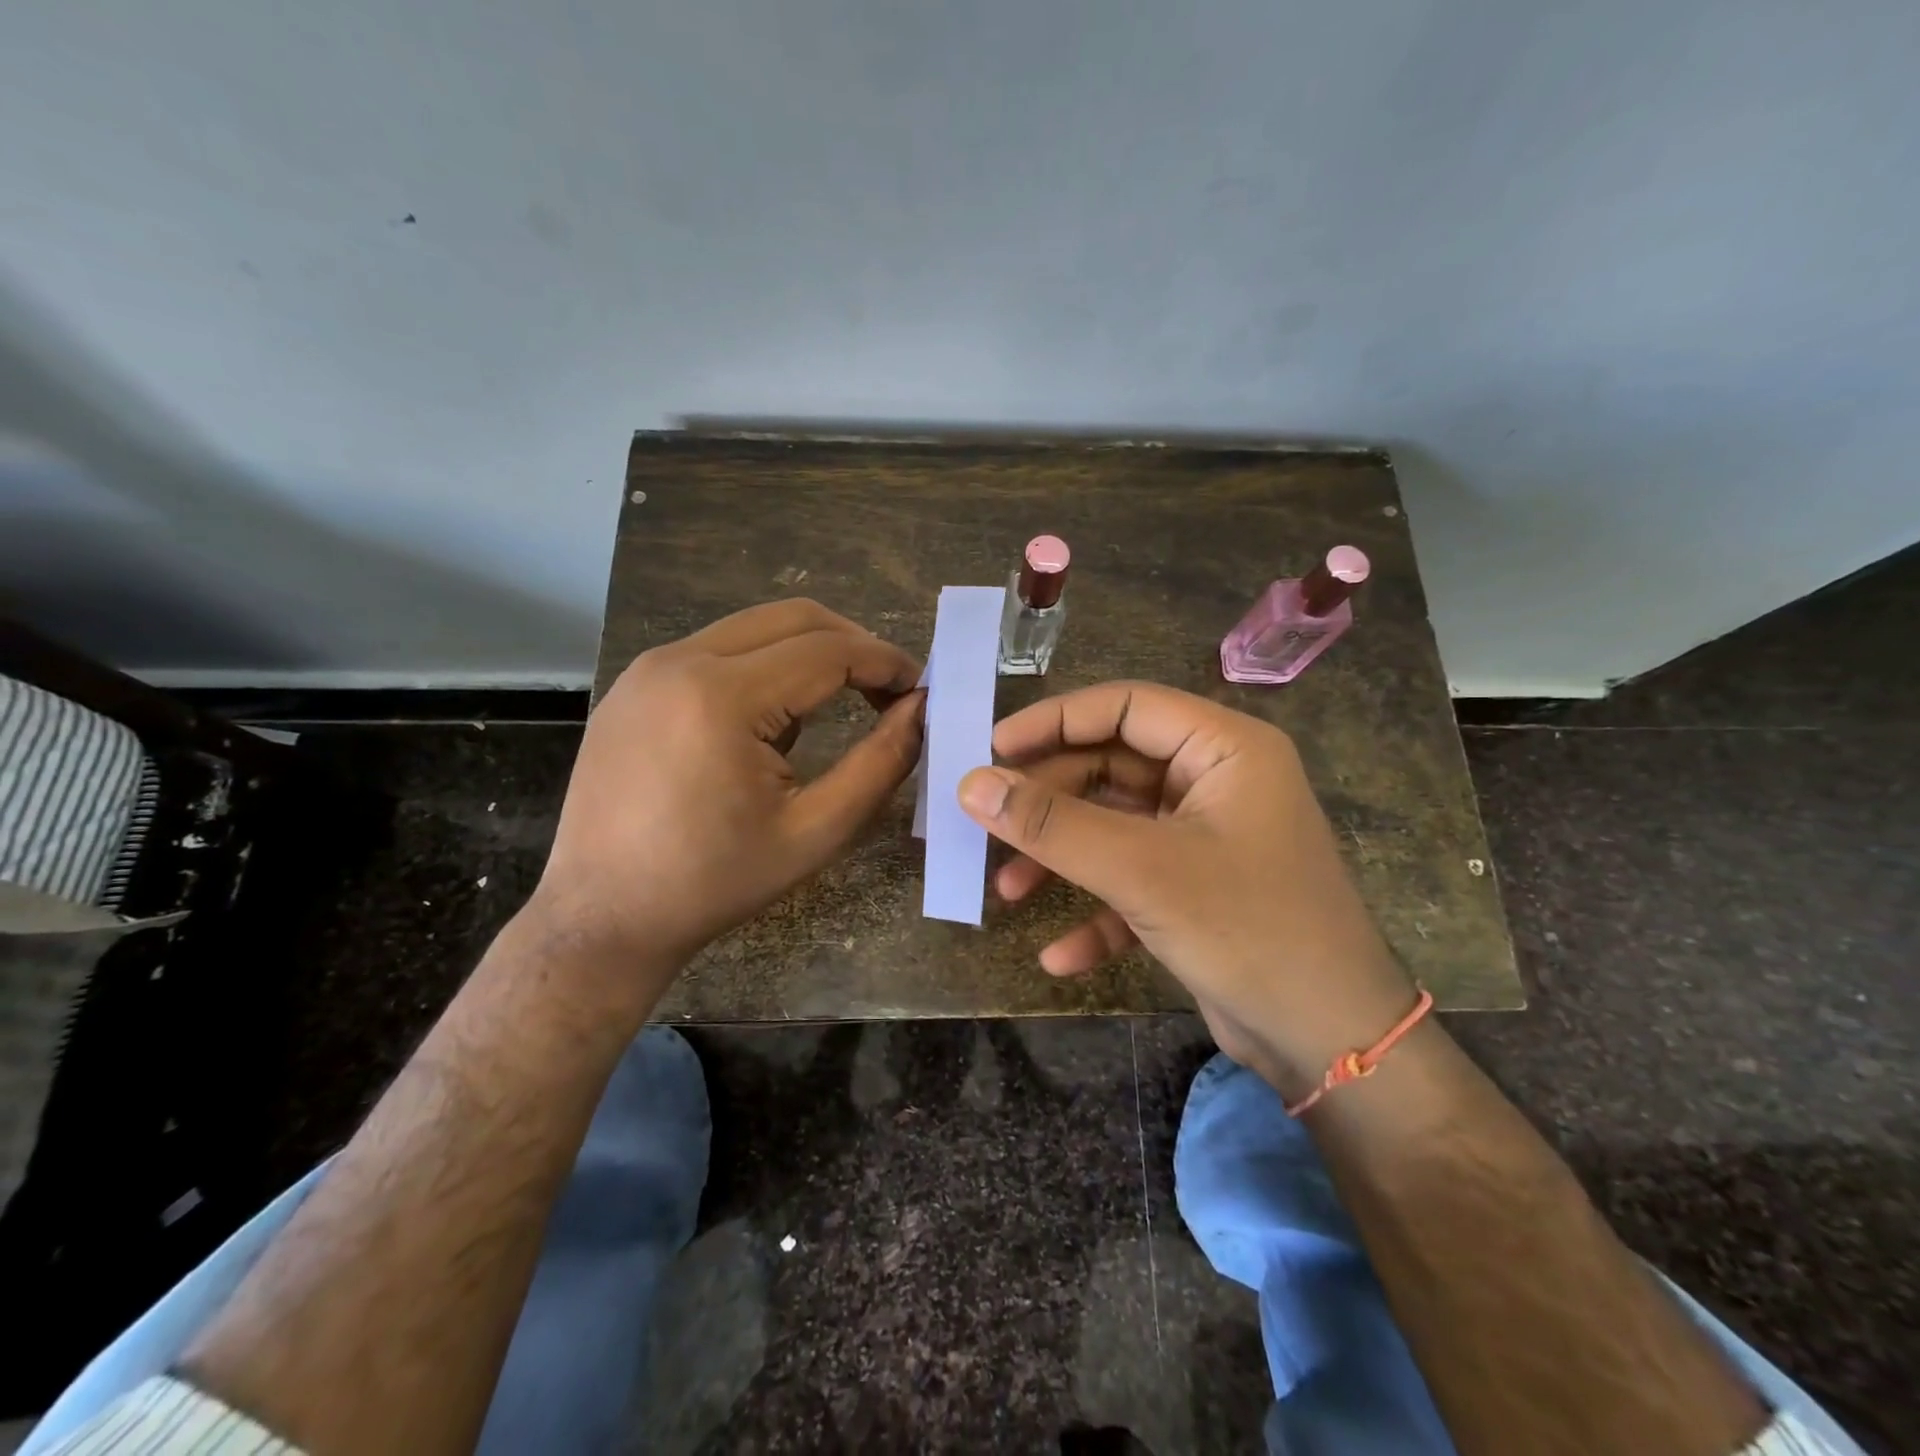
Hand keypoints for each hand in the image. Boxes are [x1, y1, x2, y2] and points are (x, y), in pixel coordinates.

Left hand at [531, 600, 922, 996]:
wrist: (603, 916)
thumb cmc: (715, 883)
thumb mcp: (815, 831)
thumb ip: (880, 763)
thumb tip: (920, 709)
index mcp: (722, 697)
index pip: (829, 650)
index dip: (885, 662)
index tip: (920, 688)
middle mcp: (679, 661)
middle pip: (793, 619)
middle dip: (853, 645)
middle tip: (888, 689)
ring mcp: (648, 669)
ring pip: (753, 629)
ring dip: (808, 654)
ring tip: (838, 705)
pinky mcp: (634, 686)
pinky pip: (716, 652)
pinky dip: (763, 667)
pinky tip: (772, 721)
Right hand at [957, 682, 1415, 1096]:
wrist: (1333, 1046)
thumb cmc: (1248, 930)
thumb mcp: (1141, 871)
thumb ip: (1053, 824)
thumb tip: (971, 784)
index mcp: (1223, 748)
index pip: (1124, 706)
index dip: (1054, 721)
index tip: (991, 750)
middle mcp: (1215, 781)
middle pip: (1111, 768)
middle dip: (1049, 802)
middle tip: (986, 824)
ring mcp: (1206, 837)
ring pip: (1114, 827)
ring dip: (1061, 857)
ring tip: (1006, 889)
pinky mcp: (1196, 889)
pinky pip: (1132, 882)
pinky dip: (1094, 912)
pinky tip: (1059, 956)